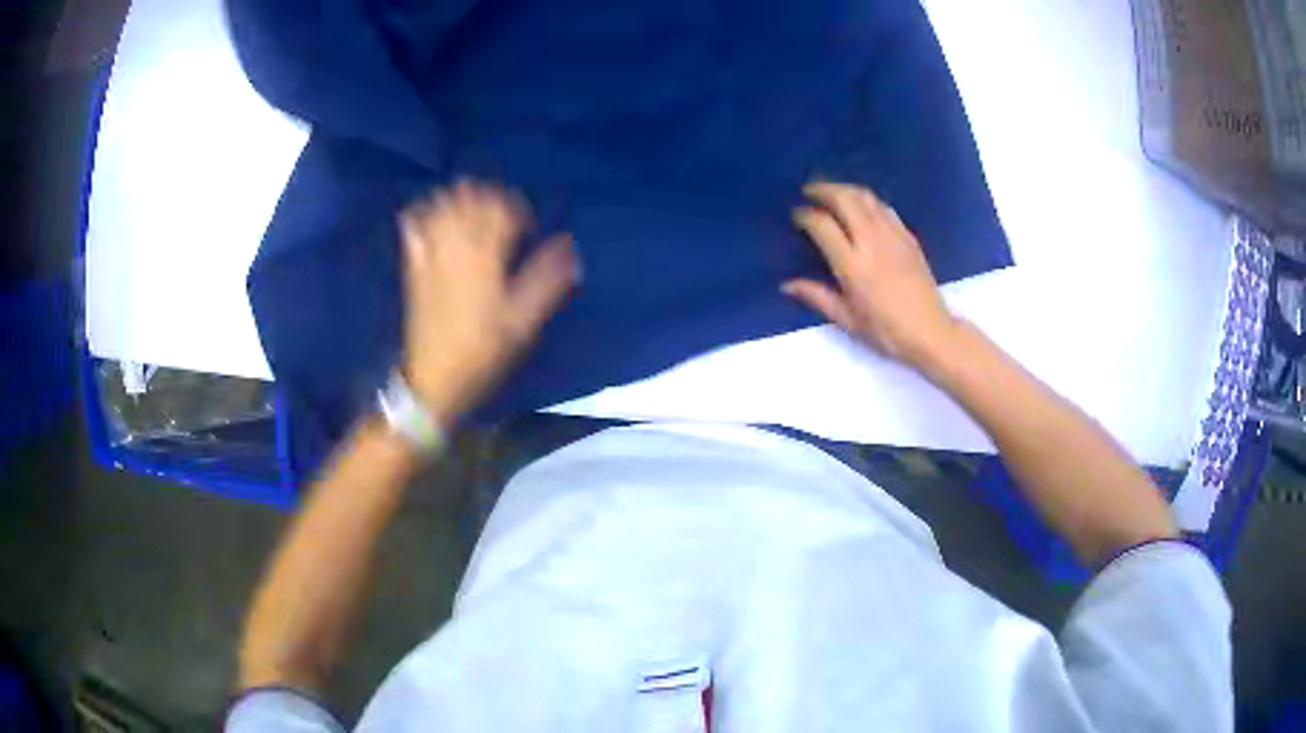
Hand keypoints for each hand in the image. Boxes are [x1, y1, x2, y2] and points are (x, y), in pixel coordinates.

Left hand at [400, 181, 579, 424]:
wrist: (434, 376)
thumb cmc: (483, 351)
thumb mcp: (522, 322)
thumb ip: (546, 281)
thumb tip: (568, 245)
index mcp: (486, 258)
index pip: (501, 211)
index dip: (516, 209)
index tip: (526, 226)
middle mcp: (456, 248)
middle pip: (471, 201)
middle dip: (488, 197)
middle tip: (501, 211)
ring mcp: (431, 255)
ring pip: (442, 208)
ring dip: (457, 198)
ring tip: (470, 204)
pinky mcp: (414, 267)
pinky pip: (413, 228)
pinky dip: (421, 214)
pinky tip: (427, 212)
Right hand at [783, 181, 957, 367]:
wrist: (931, 332)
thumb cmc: (887, 331)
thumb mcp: (847, 320)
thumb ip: (817, 296)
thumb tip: (787, 285)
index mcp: (852, 265)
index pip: (822, 225)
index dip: (805, 215)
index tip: (796, 215)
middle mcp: (871, 242)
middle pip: (844, 199)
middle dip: (823, 190)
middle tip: (809, 191)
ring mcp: (892, 235)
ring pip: (865, 197)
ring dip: (845, 189)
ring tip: (831, 192)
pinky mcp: (908, 237)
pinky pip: (884, 207)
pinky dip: (867, 200)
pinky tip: (861, 206)